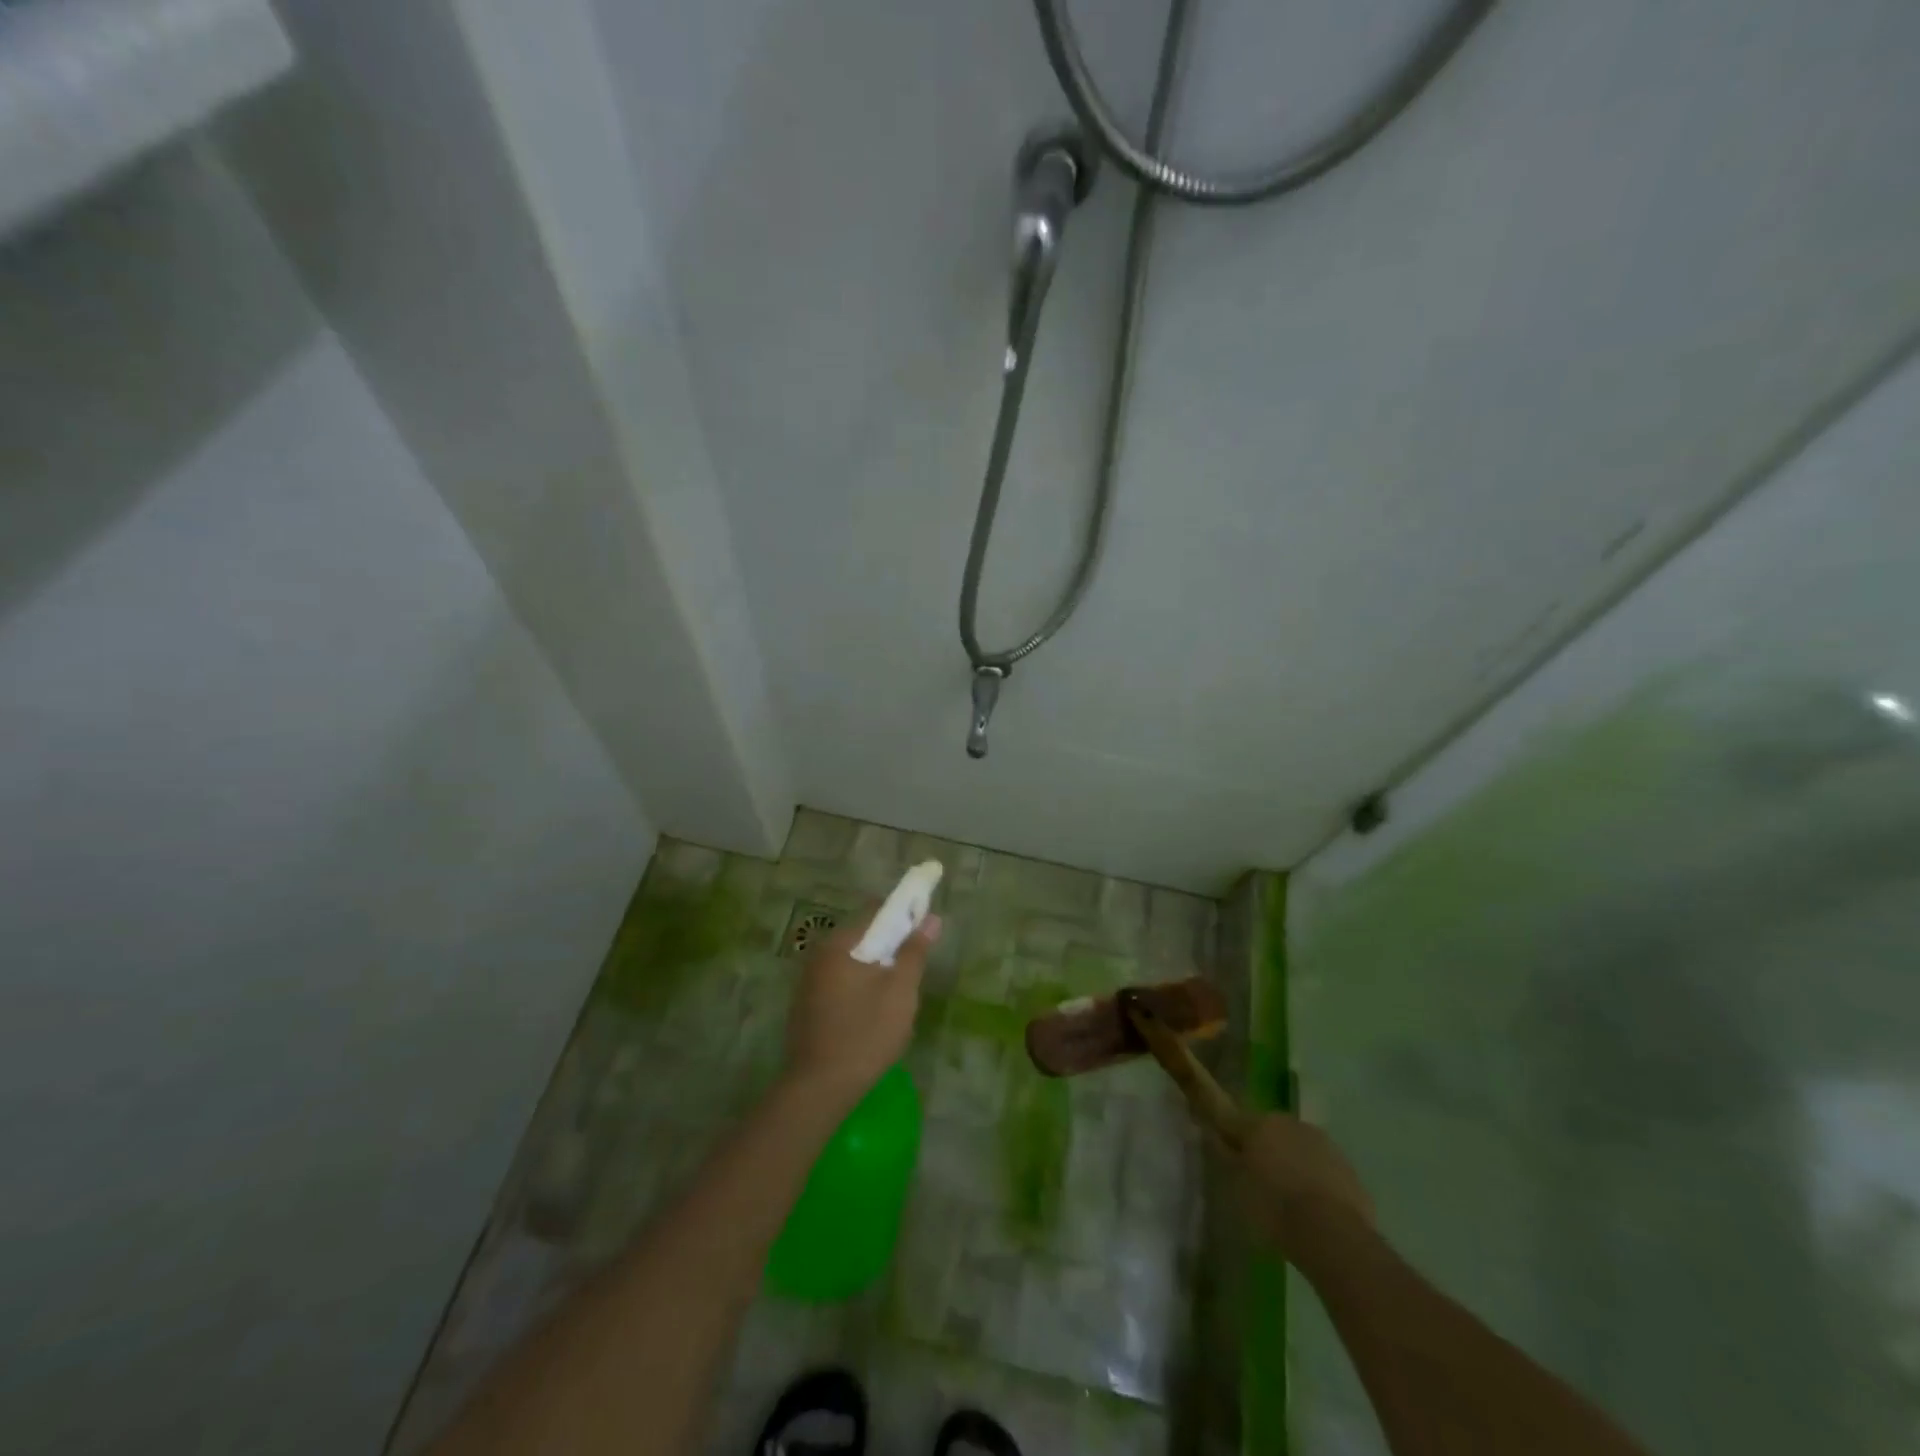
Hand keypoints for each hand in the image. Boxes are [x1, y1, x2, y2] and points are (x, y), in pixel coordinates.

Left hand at [781, 908, 939, 1108]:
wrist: (818, 1088)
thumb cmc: (865, 1034)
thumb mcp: (900, 991)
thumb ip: (914, 952)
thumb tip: (931, 918)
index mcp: (839, 944)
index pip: (875, 911)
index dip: (903, 914)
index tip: (923, 928)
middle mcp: (818, 954)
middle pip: (862, 936)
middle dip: (889, 945)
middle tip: (913, 968)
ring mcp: (808, 981)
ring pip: (851, 961)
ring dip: (874, 968)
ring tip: (896, 994)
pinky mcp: (806, 1005)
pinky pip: (839, 981)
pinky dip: (858, 986)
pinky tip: (872, 1012)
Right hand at [1237, 1112, 1375, 1262]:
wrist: (1334, 1236)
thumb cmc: (1276, 1208)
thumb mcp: (1239, 1187)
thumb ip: (1227, 1158)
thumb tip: (1215, 1138)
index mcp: (1260, 1124)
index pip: (1235, 1121)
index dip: (1230, 1137)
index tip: (1228, 1154)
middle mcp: (1292, 1124)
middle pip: (1271, 1131)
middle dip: (1265, 1148)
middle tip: (1260, 1178)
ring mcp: (1324, 1144)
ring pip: (1299, 1147)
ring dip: (1293, 1162)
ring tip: (1291, 1197)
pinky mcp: (1348, 1168)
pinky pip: (1323, 1168)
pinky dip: (1317, 1179)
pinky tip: (1315, 1208)